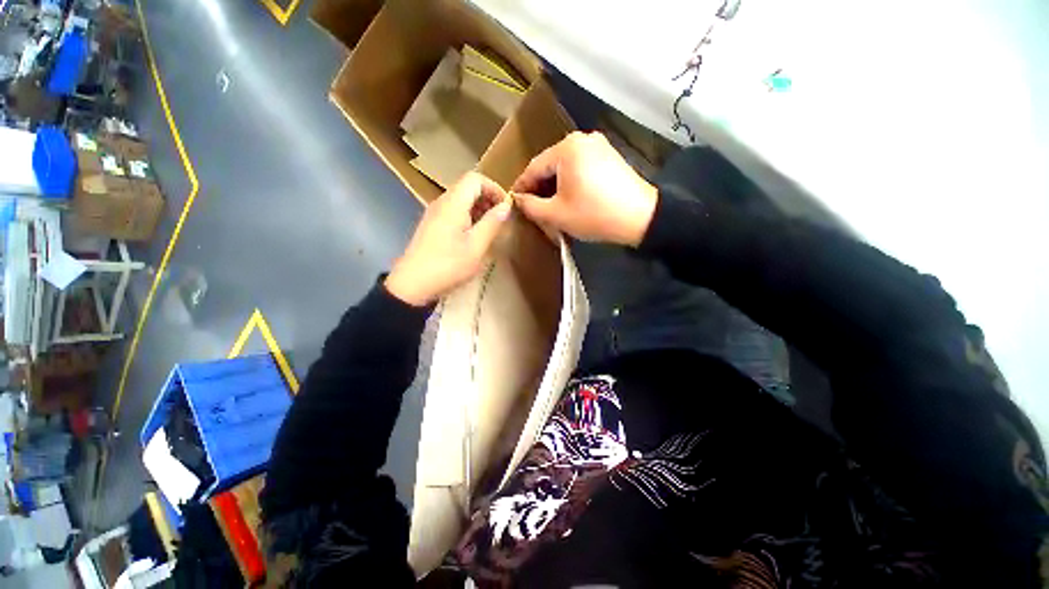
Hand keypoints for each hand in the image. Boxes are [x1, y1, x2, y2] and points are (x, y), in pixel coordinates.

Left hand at [385, 173, 512, 305]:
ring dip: (479, 209)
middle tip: (500, 220)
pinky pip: (453, 212)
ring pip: (460, 200)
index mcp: (453, 203)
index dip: (494, 188)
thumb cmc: (448, 265)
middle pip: (467, 187)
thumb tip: (506, 206)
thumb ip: (492, 223)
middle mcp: (442, 202)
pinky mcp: (431, 225)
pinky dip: (468, 217)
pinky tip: (473, 237)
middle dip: (488, 199)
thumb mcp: (476, 246)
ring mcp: (434, 214)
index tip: (506, 207)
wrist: (412, 285)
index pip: (475, 179)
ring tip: (490, 229)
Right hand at [512, 131, 657, 246]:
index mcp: (566, 148)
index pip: (534, 167)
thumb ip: (531, 206)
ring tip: (548, 205)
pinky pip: (580, 167)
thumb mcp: (556, 214)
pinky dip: (570, 181)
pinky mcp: (609, 156)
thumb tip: (518, 199)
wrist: (640, 218)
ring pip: (565, 166)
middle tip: (531, 206)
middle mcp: (582, 139)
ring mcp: (598, 145)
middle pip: (550, 165)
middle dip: (539, 187)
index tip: (514, 201)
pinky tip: (569, 197)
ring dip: (555, 185)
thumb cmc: (594, 215)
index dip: (522, 186)